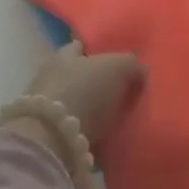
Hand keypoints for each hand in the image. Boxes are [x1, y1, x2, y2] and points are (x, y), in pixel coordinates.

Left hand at [24, 40, 144, 146]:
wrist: (51, 141)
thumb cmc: (84, 90)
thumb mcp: (117, 67)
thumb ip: (130, 64)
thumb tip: (140, 69)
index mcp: (64, 55)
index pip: (82, 47)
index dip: (99, 51)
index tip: (118, 61)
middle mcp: (51, 78)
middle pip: (79, 76)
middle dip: (97, 83)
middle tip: (123, 92)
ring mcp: (48, 111)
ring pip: (76, 104)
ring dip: (92, 111)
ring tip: (117, 119)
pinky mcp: (48, 139)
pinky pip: (74, 131)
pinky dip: (87, 134)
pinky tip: (105, 139)